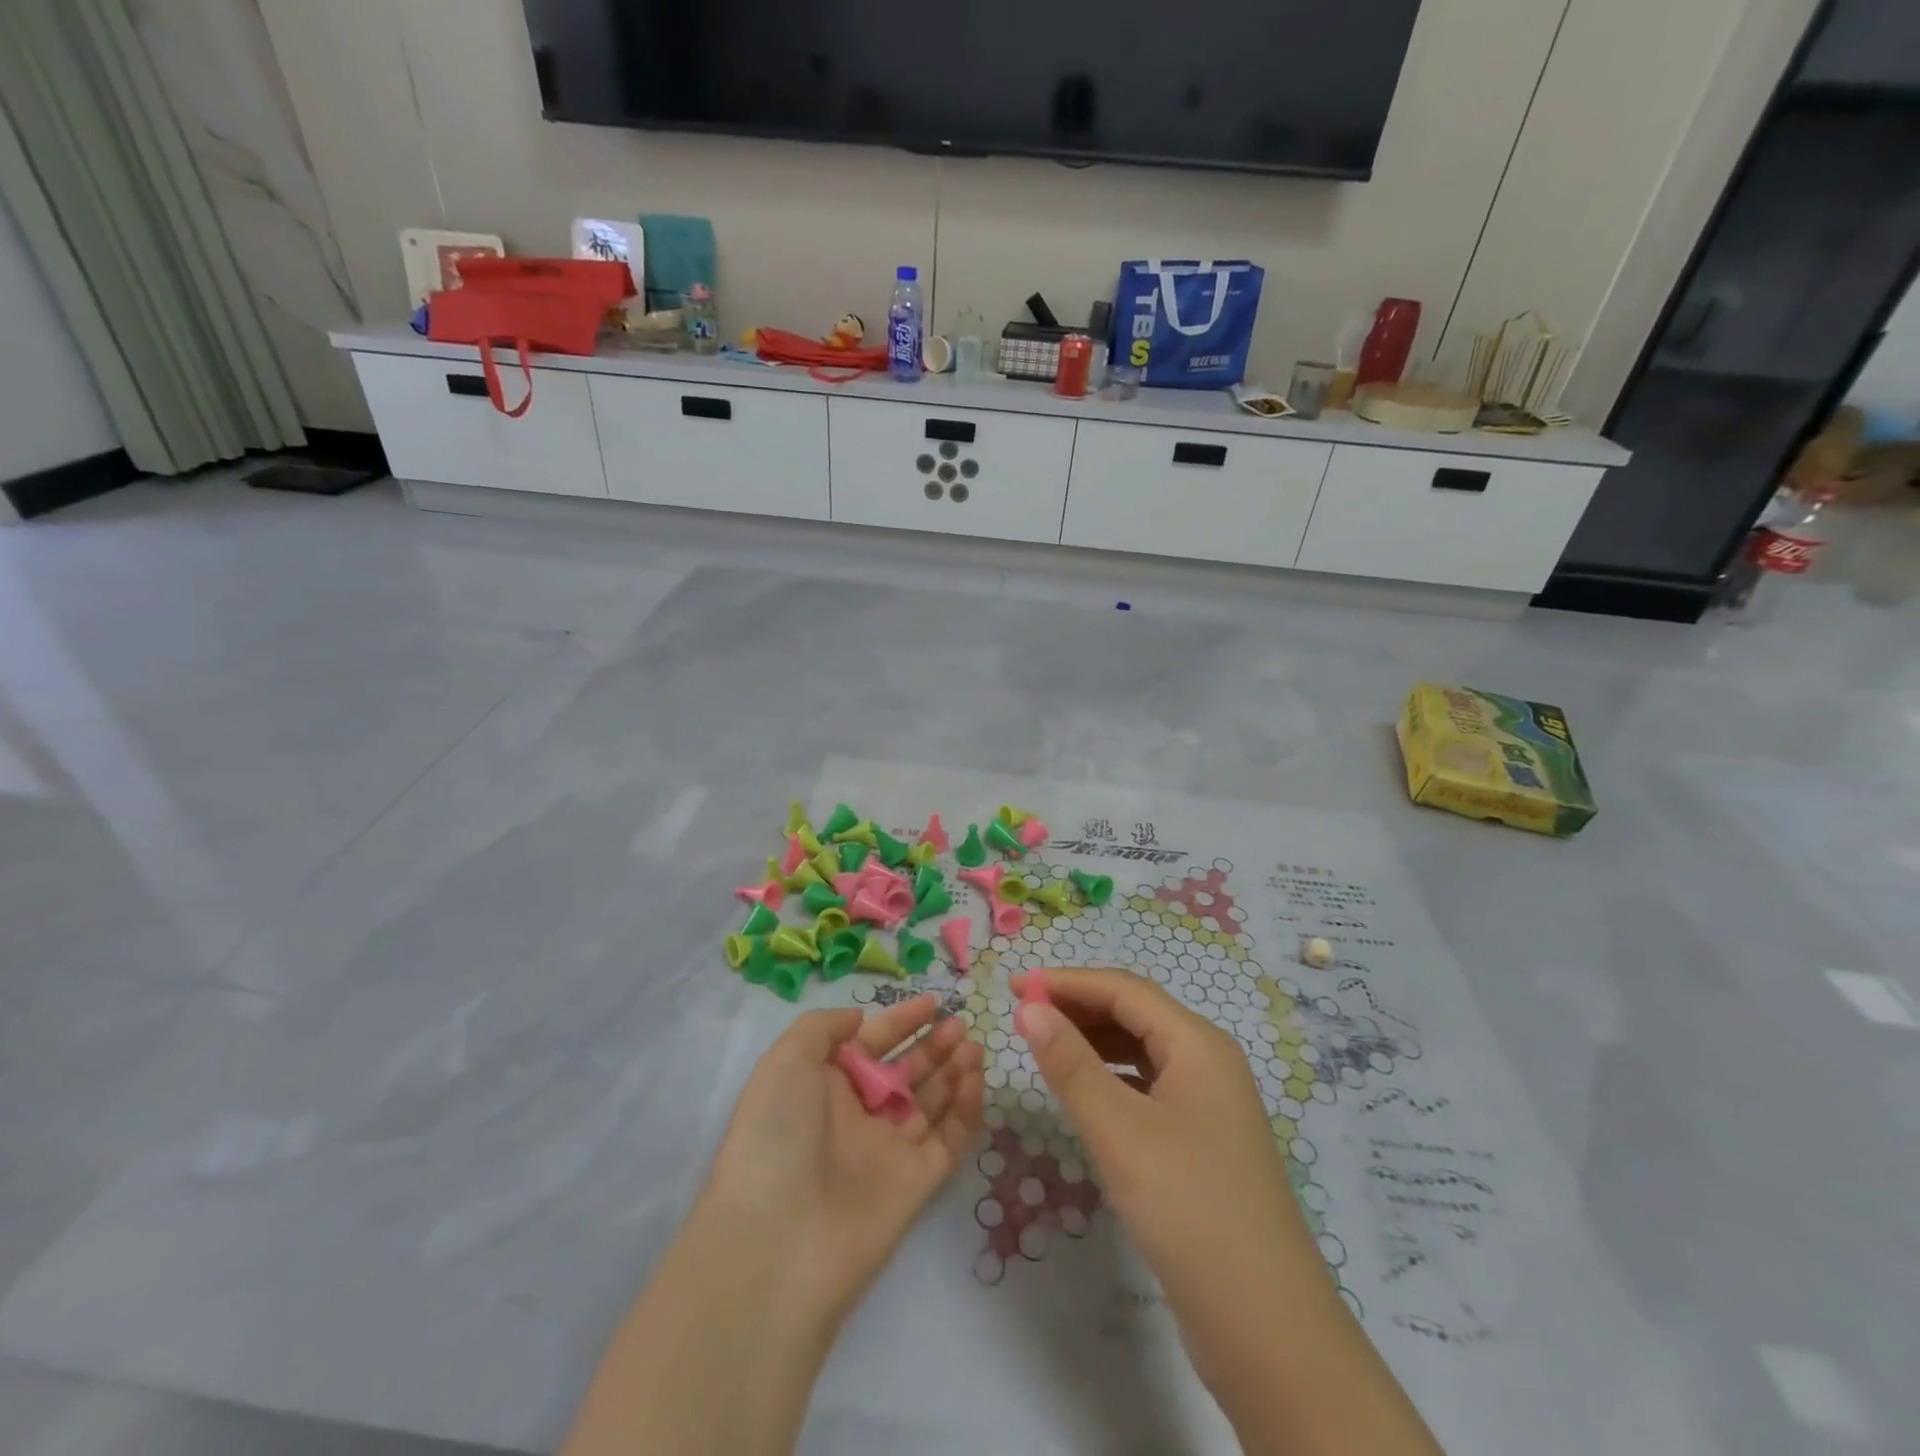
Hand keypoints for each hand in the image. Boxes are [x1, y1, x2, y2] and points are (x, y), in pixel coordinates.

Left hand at [700, 994, 985, 1324]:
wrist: (777, 1240)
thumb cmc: (776, 1135)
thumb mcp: (785, 1060)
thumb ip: (823, 1027)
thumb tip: (859, 1019)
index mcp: (825, 1086)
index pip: (872, 1044)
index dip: (901, 1021)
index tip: (933, 1002)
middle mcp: (858, 1116)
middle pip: (906, 1071)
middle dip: (933, 1045)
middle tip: (960, 1025)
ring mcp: (888, 1150)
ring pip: (931, 1103)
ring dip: (954, 1072)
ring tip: (973, 1046)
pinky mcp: (916, 1183)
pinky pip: (948, 1140)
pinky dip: (965, 1111)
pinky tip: (974, 1081)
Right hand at [1010, 969, 1335, 1380]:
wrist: (1266, 1328)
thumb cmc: (1189, 1209)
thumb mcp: (1120, 1131)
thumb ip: (1071, 1065)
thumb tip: (1029, 1009)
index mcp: (1198, 1044)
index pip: (1123, 990)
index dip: (1067, 982)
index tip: (1013, 986)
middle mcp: (1208, 1062)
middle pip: (1135, 1013)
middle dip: (1078, 1007)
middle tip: (1022, 1014)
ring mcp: (1209, 1104)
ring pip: (1142, 1050)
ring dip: (1093, 1040)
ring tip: (1044, 1045)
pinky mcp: (1202, 1141)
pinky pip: (1148, 1086)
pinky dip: (1111, 1077)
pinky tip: (1085, 1093)